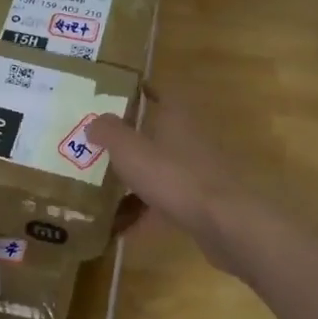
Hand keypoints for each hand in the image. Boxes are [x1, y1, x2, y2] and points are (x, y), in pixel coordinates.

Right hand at [85, 91, 259, 272]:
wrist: (223, 222)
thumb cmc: (174, 176)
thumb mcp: (130, 150)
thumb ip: (108, 132)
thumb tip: (94, 122)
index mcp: (177, 117)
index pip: (161, 92)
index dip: (141, 90)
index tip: (116, 94)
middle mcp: (189, 139)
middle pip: (157, 133)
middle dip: (129, 140)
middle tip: (97, 145)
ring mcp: (197, 172)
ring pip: (159, 170)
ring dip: (133, 179)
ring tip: (101, 190)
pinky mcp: (199, 202)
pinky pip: (164, 202)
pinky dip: (143, 212)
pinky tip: (119, 228)